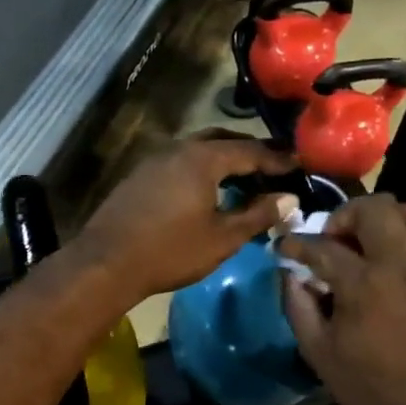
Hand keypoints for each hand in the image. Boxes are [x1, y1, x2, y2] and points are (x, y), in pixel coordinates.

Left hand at [75, 134, 298, 301]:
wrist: (106, 263)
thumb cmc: (171, 251)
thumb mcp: (223, 238)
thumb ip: (258, 214)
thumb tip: (289, 199)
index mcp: (203, 158)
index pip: (250, 150)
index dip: (277, 158)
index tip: (299, 163)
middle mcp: (178, 149)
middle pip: (222, 141)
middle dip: (250, 151)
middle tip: (273, 165)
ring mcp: (154, 160)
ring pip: (198, 150)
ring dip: (224, 159)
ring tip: (244, 178)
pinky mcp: (139, 176)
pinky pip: (180, 162)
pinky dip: (202, 169)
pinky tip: (208, 190)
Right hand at [281, 194, 405, 404]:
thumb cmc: (365, 388)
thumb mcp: (316, 350)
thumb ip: (297, 304)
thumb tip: (289, 274)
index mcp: (364, 285)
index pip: (323, 246)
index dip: (296, 244)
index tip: (282, 248)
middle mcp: (400, 265)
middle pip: (376, 208)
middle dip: (344, 216)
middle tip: (330, 240)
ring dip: (380, 217)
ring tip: (361, 243)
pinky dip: (402, 234)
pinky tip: (383, 262)